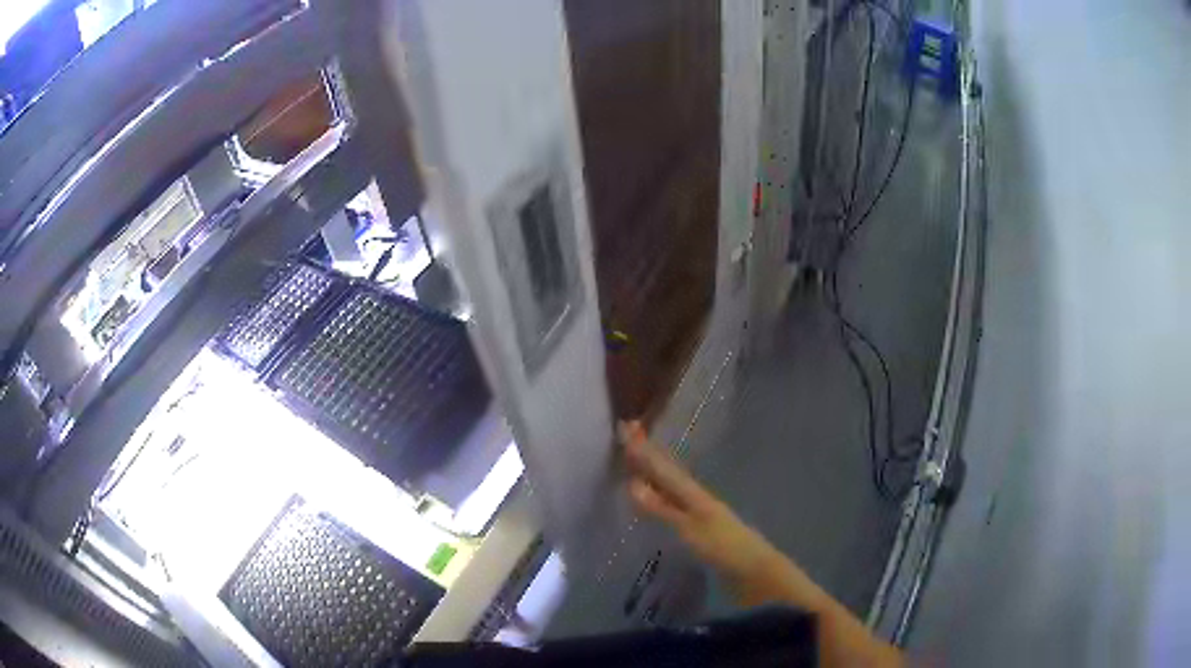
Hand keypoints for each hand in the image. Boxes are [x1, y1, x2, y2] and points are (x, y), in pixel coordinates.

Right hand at [620, 420, 789, 599]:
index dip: (644, 450)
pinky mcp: (702, 529)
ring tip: (637, 461)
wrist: (756, 572)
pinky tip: (655, 500)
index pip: (663, 467)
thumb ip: (662, 509)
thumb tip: (631, 483)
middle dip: (649, 454)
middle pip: (669, 472)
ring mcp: (701, 513)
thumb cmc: (724, 549)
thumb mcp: (691, 529)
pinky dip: (661, 494)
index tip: (625, 427)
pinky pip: (675, 502)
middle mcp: (697, 498)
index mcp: (694, 494)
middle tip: (629, 433)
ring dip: (655, 472)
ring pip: (672, 486)